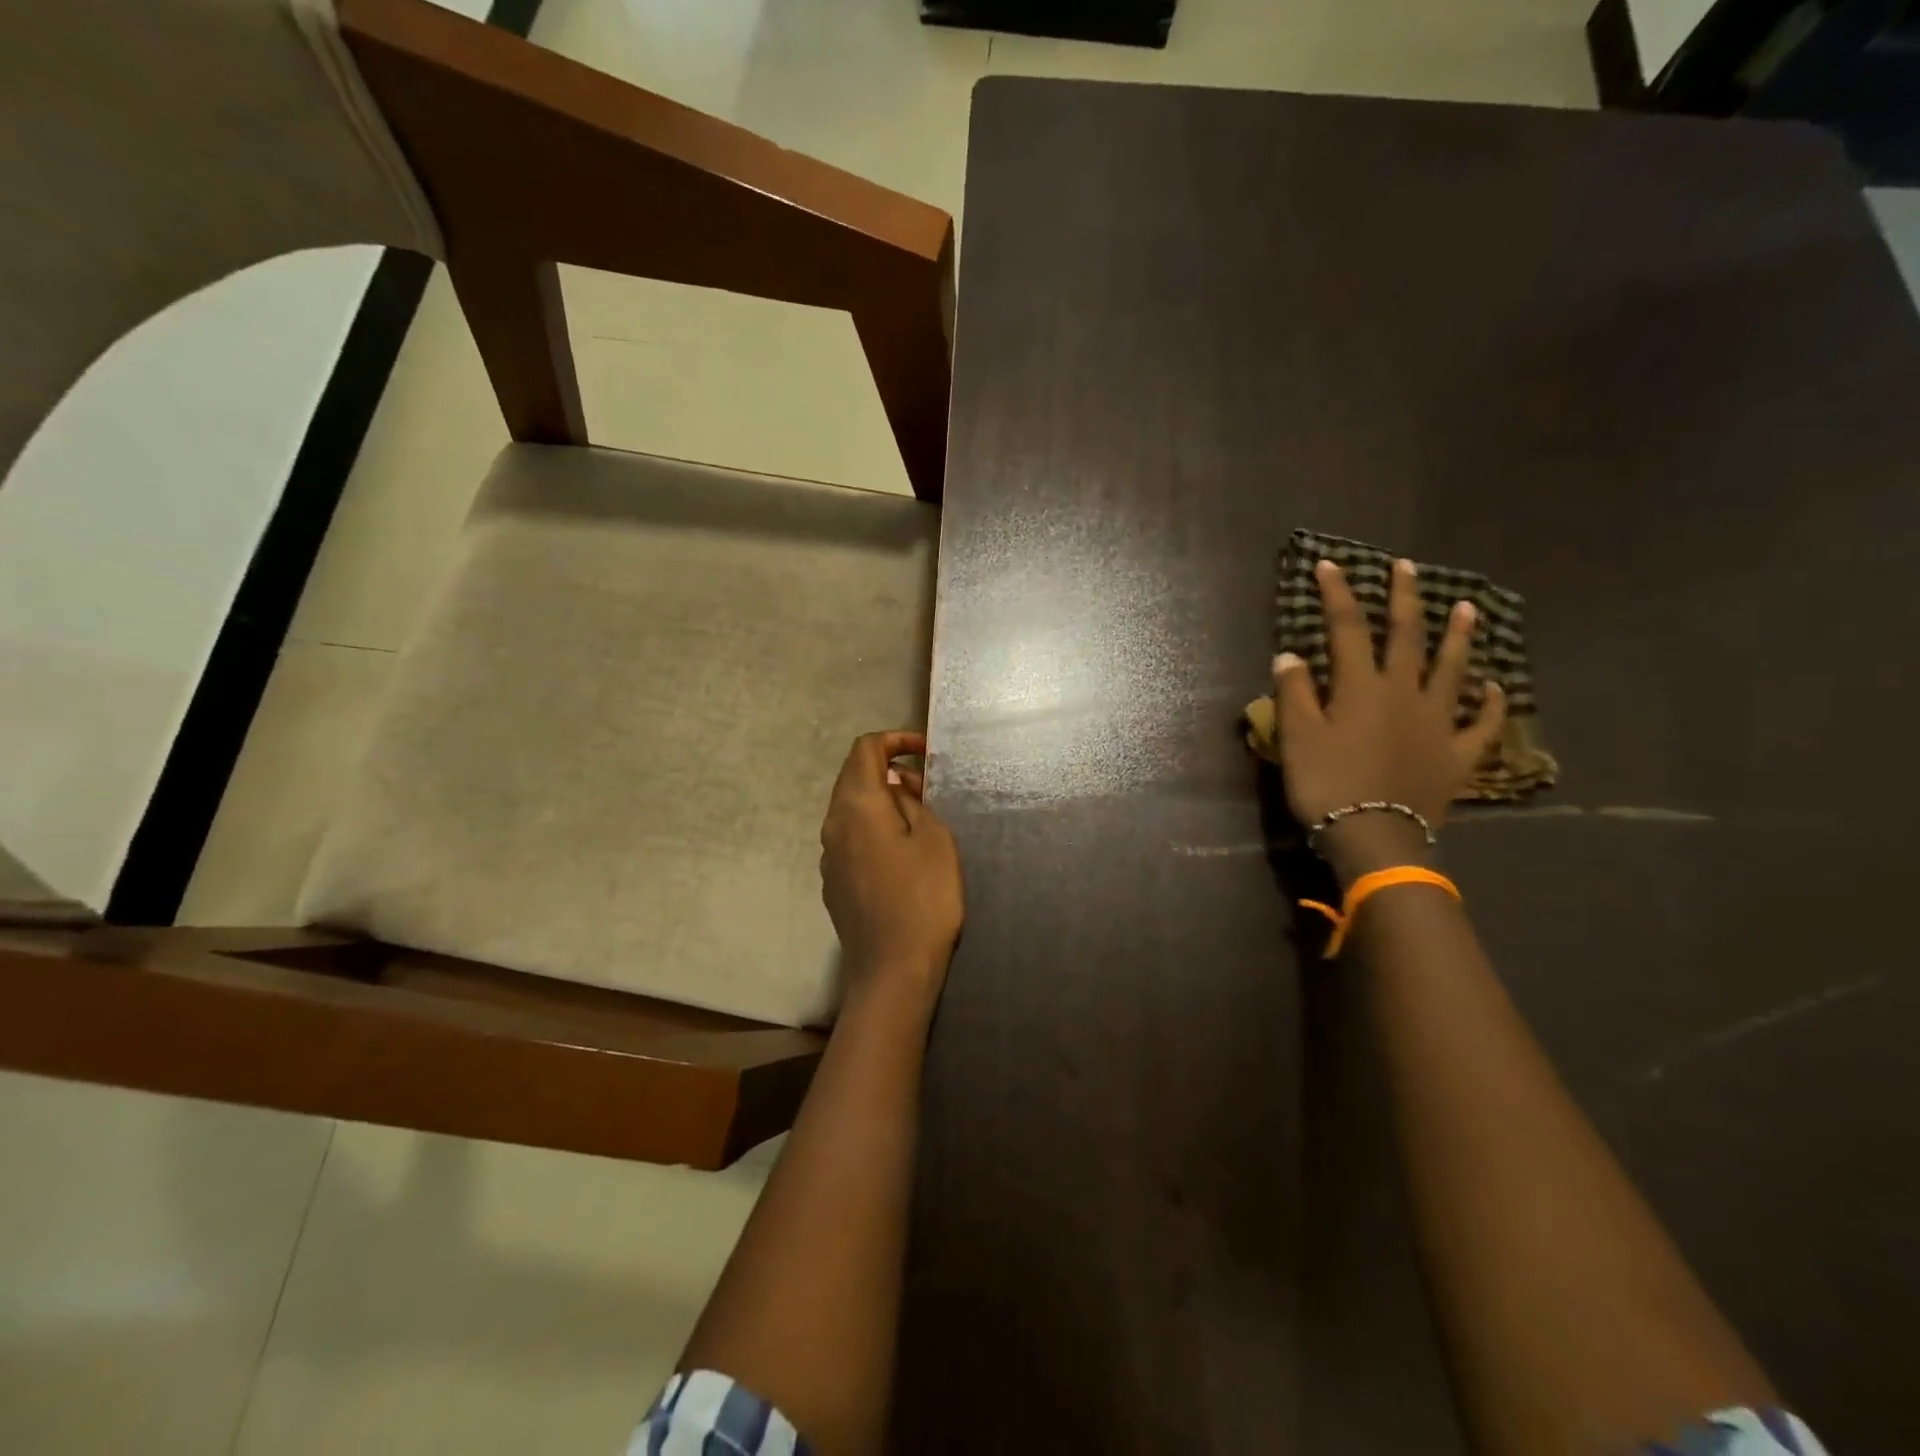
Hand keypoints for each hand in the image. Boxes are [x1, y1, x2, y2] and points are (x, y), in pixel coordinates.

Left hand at [820, 731, 963, 1006]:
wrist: (892, 970)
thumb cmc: (923, 898)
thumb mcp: (934, 838)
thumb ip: (913, 802)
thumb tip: (896, 789)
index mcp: (856, 805)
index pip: (865, 749)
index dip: (896, 740)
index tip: (926, 752)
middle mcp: (832, 823)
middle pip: (853, 776)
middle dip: (889, 769)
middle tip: (928, 786)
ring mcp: (828, 855)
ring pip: (850, 808)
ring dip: (882, 799)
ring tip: (919, 817)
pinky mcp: (833, 882)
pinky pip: (850, 837)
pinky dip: (873, 826)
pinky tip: (900, 852)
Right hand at [1272, 558, 1505, 881]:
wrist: (1375, 836)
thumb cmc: (1328, 784)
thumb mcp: (1297, 737)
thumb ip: (1294, 693)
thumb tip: (1290, 654)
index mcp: (1361, 687)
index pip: (1347, 628)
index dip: (1337, 594)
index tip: (1329, 564)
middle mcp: (1404, 693)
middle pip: (1406, 636)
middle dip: (1404, 598)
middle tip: (1406, 567)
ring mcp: (1437, 722)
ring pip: (1452, 670)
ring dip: (1458, 637)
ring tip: (1467, 607)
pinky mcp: (1457, 754)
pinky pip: (1481, 725)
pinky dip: (1491, 705)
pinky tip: (1496, 688)